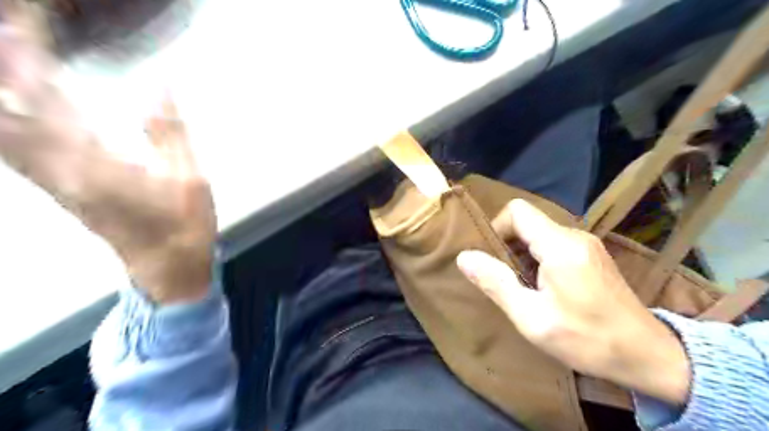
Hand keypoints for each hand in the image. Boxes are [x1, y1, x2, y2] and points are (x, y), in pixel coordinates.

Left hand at [0, 1, 214, 302]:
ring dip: (1, 86)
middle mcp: (57, 167)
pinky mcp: (55, 186)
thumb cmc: (184, 224)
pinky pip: (10, 143)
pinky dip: (5, 113)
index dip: (27, 50)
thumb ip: (171, 131)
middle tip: (17, 25)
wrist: (166, 266)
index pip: (45, 95)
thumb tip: (161, 83)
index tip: (29, 16)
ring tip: (14, 53)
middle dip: (4, 59)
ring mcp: (50, 178)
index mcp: (94, 162)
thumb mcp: (192, 178)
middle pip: (6, 105)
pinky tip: (14, 99)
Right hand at [455, 198, 690, 403]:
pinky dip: (537, 258)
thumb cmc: (587, 339)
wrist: (648, 356)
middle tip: (503, 279)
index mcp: (560, 245)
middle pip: (527, 221)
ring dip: (521, 254)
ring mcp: (586, 243)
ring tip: (521, 287)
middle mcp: (575, 235)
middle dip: (507, 245)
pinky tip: (541, 287)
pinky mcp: (591, 254)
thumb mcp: (532, 318)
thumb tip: (464, 257)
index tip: (492, 259)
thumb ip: (496, 283)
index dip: (496, 229)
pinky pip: (553, 243)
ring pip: (539, 233)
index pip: (517, 211)